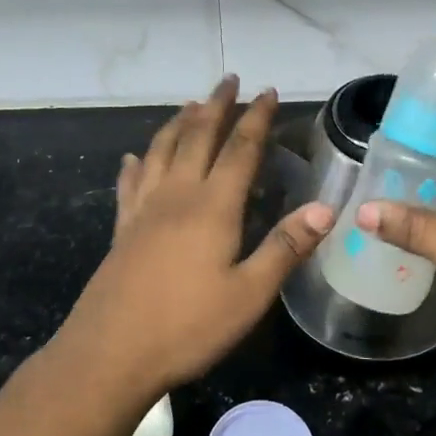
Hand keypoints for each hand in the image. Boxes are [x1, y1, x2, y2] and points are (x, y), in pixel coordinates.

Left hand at [54, 75, 334, 400]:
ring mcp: (143, 210)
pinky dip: (136, 164)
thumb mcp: (250, 294)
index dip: (256, 118)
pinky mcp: (122, 230)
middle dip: (216, 105)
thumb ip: (285, 247)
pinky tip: (133, 159)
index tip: (267, 91)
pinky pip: (130, 184)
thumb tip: (326, 207)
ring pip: (161, 151)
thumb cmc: (187, 327)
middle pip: (197, 136)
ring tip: (190, 104)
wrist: (109, 355)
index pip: (240, 149)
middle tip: (229, 80)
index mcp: (212, 206)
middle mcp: (176, 195)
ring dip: (178, 123)